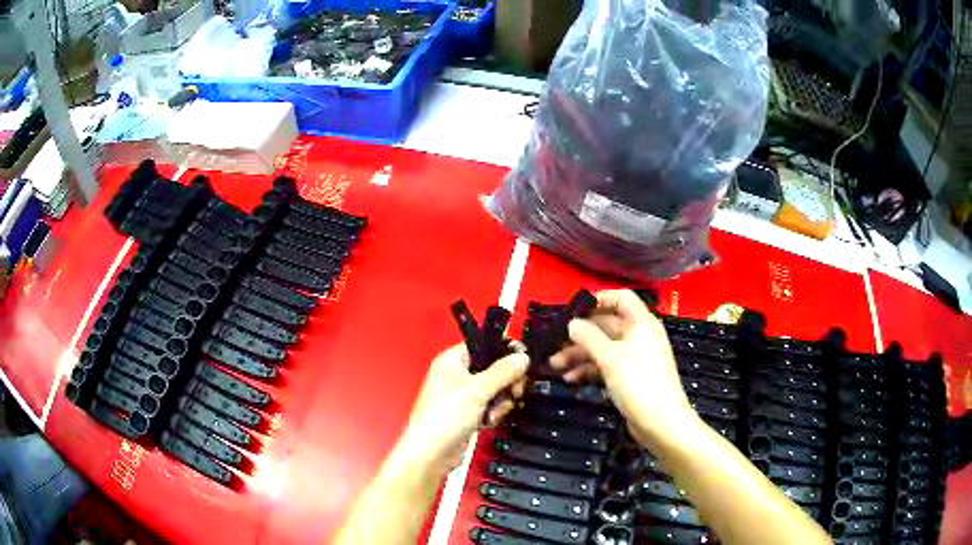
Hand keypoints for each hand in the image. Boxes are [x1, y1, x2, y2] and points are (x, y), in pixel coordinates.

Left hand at [394, 343, 528, 474]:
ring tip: (493, 414)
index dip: (505, 350)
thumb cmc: (448, 414)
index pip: (484, 345)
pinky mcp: (467, 414)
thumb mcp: (479, 389)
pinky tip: (489, 422)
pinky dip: (493, 413)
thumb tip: (524, 357)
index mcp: (452, 360)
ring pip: (494, 389)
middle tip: (515, 392)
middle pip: (493, 368)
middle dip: (506, 382)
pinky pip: (489, 406)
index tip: (524, 361)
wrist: (431, 453)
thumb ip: (504, 371)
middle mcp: (457, 374)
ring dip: (500, 402)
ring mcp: (462, 395)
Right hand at [550, 289, 698, 447]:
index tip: (572, 311)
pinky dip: (589, 370)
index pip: (621, 298)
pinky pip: (605, 365)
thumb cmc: (639, 383)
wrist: (661, 423)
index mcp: (641, 323)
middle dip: (580, 334)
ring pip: (603, 347)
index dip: (598, 299)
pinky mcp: (629, 377)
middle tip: (553, 344)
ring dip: (579, 354)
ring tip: (555, 366)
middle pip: (606, 325)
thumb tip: (571, 323)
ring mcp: (634, 358)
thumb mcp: (610, 358)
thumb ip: (588, 337)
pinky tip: (571, 379)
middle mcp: (638, 336)